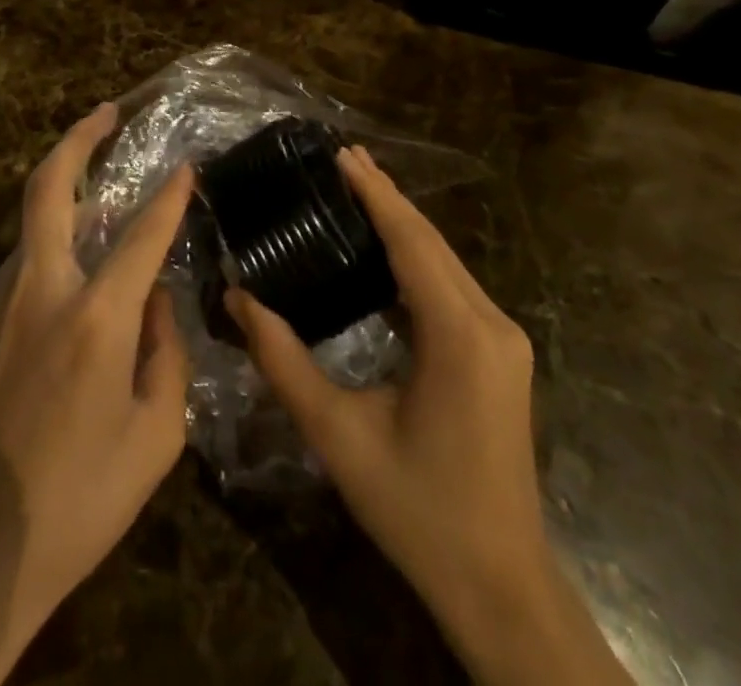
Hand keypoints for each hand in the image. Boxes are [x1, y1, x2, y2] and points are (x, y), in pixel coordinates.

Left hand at [0, 104, 192, 685]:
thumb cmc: (80, 500)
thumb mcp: (155, 436)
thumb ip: (166, 353)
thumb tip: (158, 302)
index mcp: (95, 318)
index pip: (142, 233)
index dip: (169, 194)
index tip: (187, 164)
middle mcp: (44, 293)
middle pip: (49, 190)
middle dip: (77, 139)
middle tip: (105, 112)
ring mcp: (3, 307)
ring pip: (31, 222)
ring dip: (62, 187)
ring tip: (101, 184)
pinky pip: (23, 261)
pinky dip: (51, 236)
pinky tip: (76, 257)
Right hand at [226, 147, 630, 685]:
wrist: (500, 586)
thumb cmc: (417, 510)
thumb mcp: (338, 435)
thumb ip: (283, 362)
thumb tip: (237, 299)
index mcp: (458, 334)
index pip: (411, 241)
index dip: (376, 193)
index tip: (343, 153)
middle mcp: (491, 323)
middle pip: (432, 242)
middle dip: (388, 197)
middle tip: (343, 159)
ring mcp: (503, 339)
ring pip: (446, 262)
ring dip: (404, 225)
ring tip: (359, 189)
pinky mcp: (501, 355)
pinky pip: (453, 287)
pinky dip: (418, 259)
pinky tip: (387, 250)